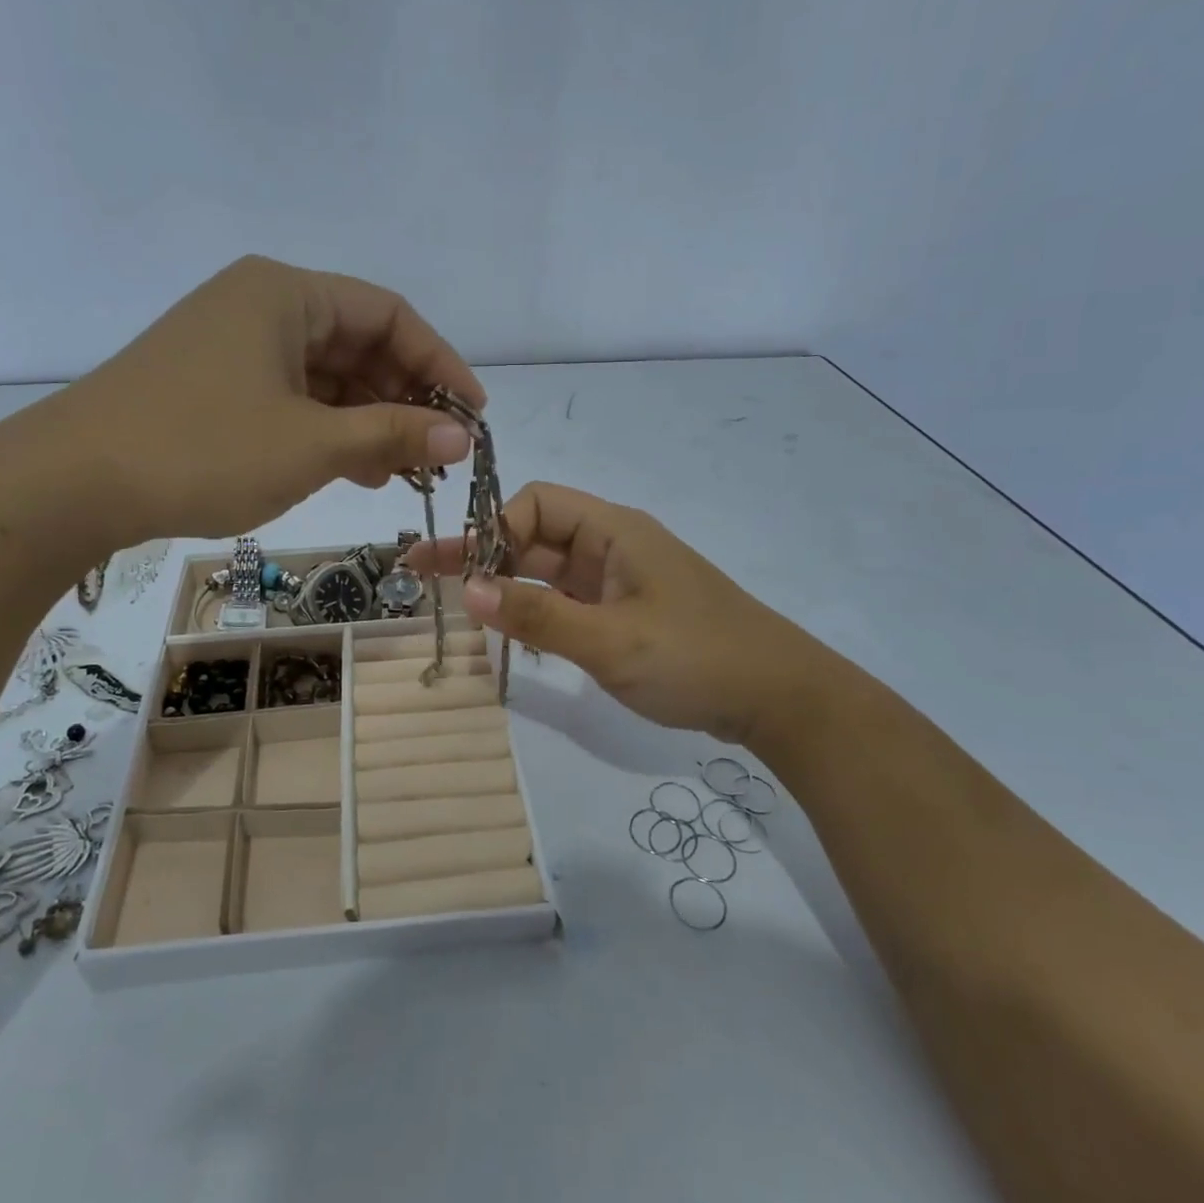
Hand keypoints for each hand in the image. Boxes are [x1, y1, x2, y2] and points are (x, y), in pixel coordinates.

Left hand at [26, 256, 483, 544]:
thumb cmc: (203, 449)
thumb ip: (391, 434)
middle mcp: (261, 305)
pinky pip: (293, 398)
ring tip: (403, 471)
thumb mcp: (311, 444)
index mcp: (286, 293)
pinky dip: (329, 430)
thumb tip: (461, 435)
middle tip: (437, 453)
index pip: (390, 314)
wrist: (72, 484)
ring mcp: (234, 346)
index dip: (440, 363)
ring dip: (370, 420)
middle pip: (359, 343)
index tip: (472, 416)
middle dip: (405, 398)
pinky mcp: (215, 384)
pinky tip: (354, 470)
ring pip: (326, 376)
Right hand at [407, 483, 829, 744]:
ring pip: (547, 571)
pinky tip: (505, 630)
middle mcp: (612, 547)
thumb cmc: (697, 658)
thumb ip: (537, 615)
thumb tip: (468, 589)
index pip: (537, 504)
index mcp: (614, 530)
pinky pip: (566, 601)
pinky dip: (533, 610)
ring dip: (503, 584)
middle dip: (482, 554)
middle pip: (534, 536)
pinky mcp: (624, 615)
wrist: (780, 698)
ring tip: (452, 603)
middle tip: (423, 575)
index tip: (466, 572)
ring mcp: (618, 583)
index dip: (495, 529)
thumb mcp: (611, 640)